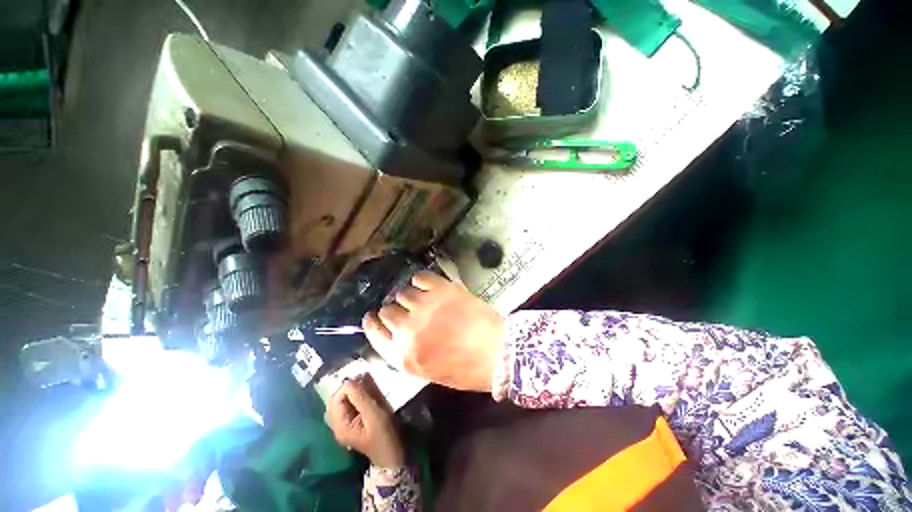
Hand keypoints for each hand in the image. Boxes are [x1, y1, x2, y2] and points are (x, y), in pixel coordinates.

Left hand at [327, 377, 403, 467]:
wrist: (392, 456)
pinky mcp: (353, 423)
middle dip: (349, 388)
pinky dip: (356, 396)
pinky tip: (367, 393)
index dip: (347, 387)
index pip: (336, 400)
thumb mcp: (374, 415)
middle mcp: (338, 426)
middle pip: (336, 400)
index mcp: (340, 426)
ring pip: (343, 402)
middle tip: (365, 379)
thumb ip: (361, 398)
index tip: (362, 379)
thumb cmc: (384, 436)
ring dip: (353, 391)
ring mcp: (345, 425)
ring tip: (367, 384)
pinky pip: (350, 406)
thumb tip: (349, 380)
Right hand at [362, 271, 504, 392]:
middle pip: (386, 310)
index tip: (375, 316)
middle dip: (394, 310)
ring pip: (402, 292)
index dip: (373, 322)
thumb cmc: (464, 369)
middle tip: (407, 310)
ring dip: (409, 296)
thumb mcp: (427, 371)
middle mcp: (408, 329)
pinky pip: (420, 277)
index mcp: (403, 356)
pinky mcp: (441, 289)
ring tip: (421, 298)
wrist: (496, 351)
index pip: (374, 333)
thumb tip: (396, 332)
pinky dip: (421, 281)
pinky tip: (428, 286)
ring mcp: (425, 306)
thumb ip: (406, 351)